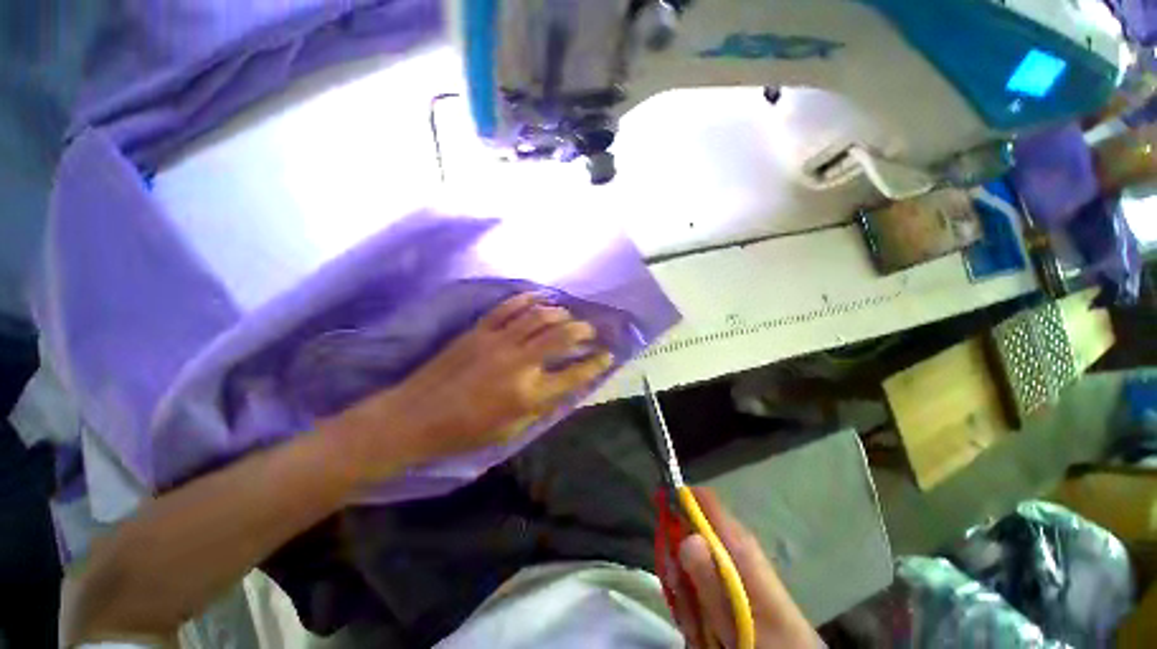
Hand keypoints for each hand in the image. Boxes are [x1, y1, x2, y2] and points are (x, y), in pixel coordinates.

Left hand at [321, 293, 613, 478]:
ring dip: (559, 313)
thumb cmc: (464, 432)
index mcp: (528, 395)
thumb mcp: (511, 430)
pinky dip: (527, 300)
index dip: (595, 364)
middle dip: (582, 331)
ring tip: (568, 316)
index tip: (607, 355)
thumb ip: (541, 405)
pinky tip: (539, 298)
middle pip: (561, 336)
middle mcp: (518, 363)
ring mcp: (497, 342)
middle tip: (590, 331)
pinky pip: (508, 308)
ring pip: (538, 316)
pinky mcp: (479, 330)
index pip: (574, 375)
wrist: (414, 417)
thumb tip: (562, 385)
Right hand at [675, 487, 817, 648]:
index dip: (677, 500)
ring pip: (690, 562)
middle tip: (681, 593)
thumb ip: (709, 577)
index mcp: (737, 542)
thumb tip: (686, 535)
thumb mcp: (735, 614)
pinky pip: (700, 583)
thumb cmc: (767, 638)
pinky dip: (695, 604)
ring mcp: (731, 567)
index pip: (703, 499)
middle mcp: (733, 547)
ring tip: (697, 622)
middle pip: (689, 532)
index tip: (661, 521)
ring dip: (686, 591)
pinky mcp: (730, 586)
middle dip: (678, 561)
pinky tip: (704, 628)